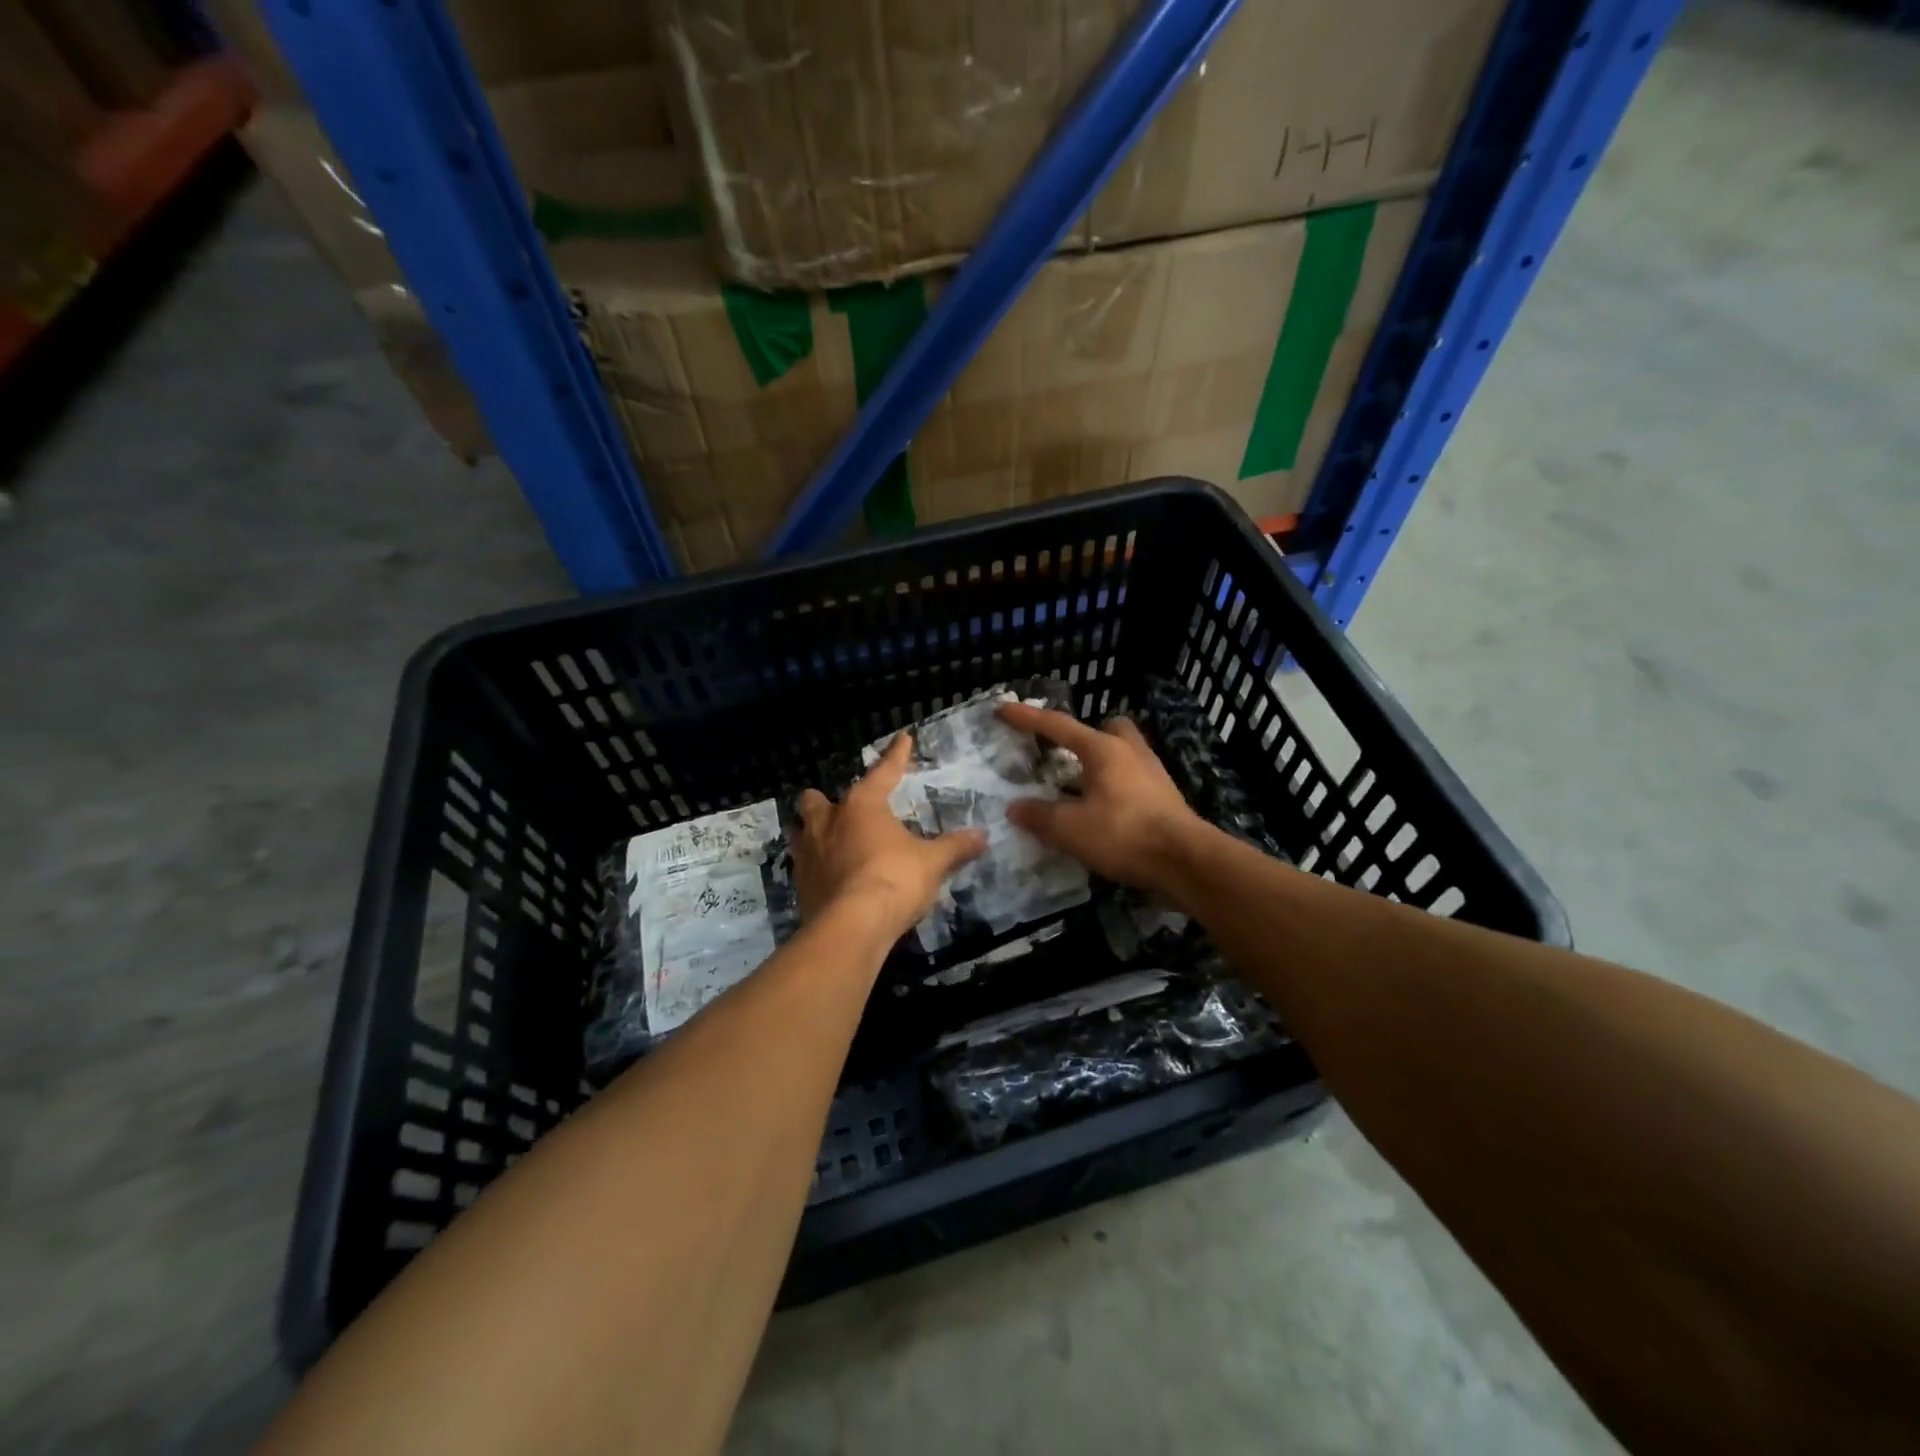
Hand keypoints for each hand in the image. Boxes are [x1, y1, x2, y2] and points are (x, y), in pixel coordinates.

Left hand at [793, 733, 986, 943]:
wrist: (852, 926)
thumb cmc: (895, 879)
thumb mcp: (932, 862)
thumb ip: (955, 847)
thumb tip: (982, 836)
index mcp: (862, 805)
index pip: (884, 772)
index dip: (896, 756)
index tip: (903, 739)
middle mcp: (828, 822)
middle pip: (816, 800)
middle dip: (825, 801)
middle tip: (842, 810)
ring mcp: (808, 853)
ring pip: (800, 831)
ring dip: (812, 832)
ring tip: (828, 841)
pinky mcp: (800, 885)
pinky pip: (804, 866)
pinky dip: (815, 867)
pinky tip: (830, 877)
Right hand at [996, 702, 1207, 904]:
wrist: (1185, 861)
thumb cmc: (1124, 834)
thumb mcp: (1071, 829)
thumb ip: (1040, 816)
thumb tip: (1016, 808)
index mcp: (1103, 749)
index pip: (1057, 725)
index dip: (1027, 717)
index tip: (1003, 709)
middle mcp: (1130, 752)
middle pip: (1107, 728)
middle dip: (1086, 735)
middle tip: (1067, 753)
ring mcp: (1152, 773)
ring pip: (1124, 753)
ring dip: (1102, 764)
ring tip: (1080, 787)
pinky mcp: (1165, 798)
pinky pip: (1133, 779)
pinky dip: (1115, 788)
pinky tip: (1104, 811)